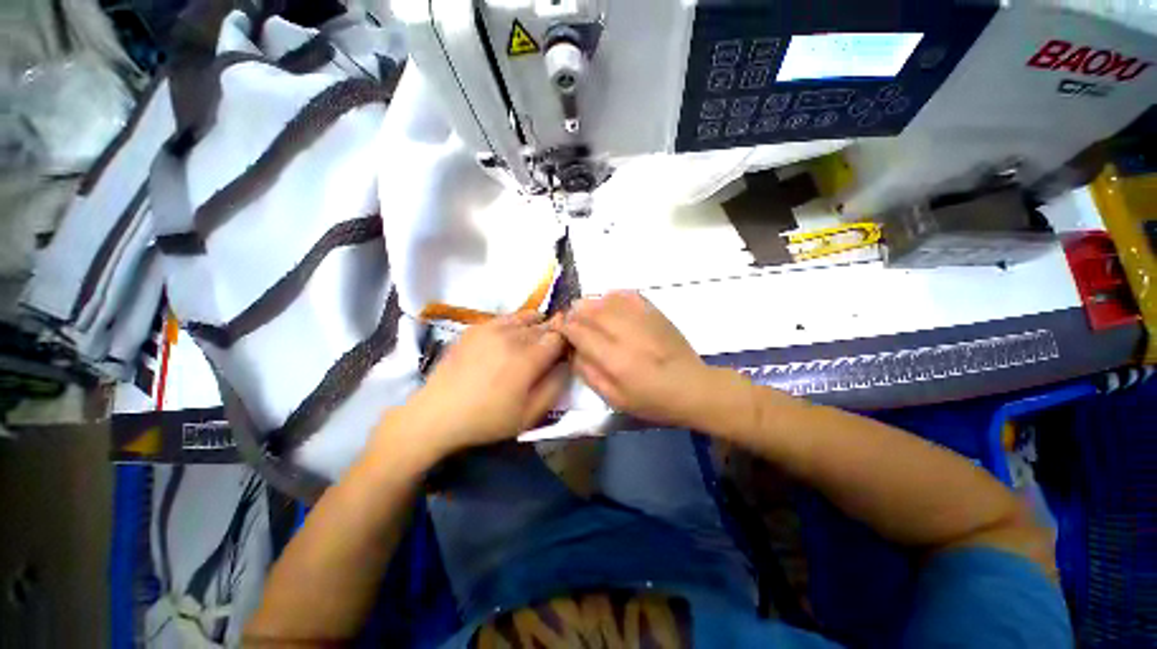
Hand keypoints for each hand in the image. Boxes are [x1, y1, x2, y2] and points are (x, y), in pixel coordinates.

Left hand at [380, 312, 569, 460]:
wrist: (437, 413)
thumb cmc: (486, 419)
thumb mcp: (529, 415)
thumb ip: (555, 387)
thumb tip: (566, 364)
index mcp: (528, 358)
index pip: (559, 337)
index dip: (566, 343)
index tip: (565, 353)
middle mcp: (512, 336)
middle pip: (544, 325)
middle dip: (553, 334)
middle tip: (550, 350)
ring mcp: (492, 328)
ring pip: (527, 317)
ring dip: (537, 325)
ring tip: (533, 340)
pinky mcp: (476, 327)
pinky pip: (506, 317)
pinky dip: (517, 323)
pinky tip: (512, 337)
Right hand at [555, 291, 724, 427]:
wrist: (691, 386)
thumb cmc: (652, 399)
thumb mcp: (614, 399)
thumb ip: (588, 373)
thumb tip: (573, 350)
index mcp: (615, 360)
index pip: (579, 332)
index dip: (565, 327)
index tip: (560, 329)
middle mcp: (626, 334)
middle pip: (590, 311)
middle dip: (575, 313)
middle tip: (571, 320)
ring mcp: (642, 319)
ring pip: (606, 299)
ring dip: (591, 303)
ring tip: (587, 313)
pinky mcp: (654, 312)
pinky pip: (627, 294)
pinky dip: (612, 296)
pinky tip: (609, 304)